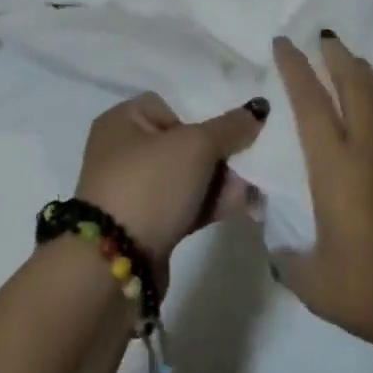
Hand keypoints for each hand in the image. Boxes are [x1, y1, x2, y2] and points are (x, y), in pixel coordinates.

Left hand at [74, 91, 268, 265]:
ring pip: (187, 177)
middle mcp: (123, 151)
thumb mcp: (195, 146)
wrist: (114, 267)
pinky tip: (243, 206)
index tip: (230, 131)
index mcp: (123, 120)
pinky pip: (185, 205)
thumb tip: (258, 107)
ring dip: (220, 182)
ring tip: (253, 190)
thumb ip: (230, 127)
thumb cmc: (150, 185)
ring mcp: (133, 191)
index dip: (203, 115)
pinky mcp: (146, 226)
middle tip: (249, 163)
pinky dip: (210, 204)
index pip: (171, 105)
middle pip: (183, 142)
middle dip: (220, 154)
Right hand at [272, 33, 372, 356]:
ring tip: (352, 61)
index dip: (295, 68)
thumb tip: (275, 243)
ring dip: (363, 72)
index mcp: (336, 166)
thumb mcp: (316, 284)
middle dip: (336, 55)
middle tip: (324, 37)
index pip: (310, 102)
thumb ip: (289, 259)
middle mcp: (370, 146)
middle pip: (353, 82)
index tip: (284, 42)